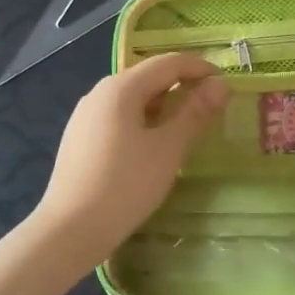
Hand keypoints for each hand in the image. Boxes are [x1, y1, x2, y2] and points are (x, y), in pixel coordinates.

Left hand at [31, 54, 227, 270]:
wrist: (68, 231)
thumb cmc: (125, 185)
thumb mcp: (168, 148)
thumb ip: (195, 113)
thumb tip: (220, 84)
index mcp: (121, 87)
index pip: (168, 63)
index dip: (199, 68)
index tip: (225, 84)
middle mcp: (100, 92)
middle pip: (148, 77)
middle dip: (182, 85)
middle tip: (211, 106)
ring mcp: (85, 115)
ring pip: (133, 98)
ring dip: (163, 104)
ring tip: (186, 126)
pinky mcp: (79, 138)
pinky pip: (118, 116)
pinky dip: (143, 120)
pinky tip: (152, 145)